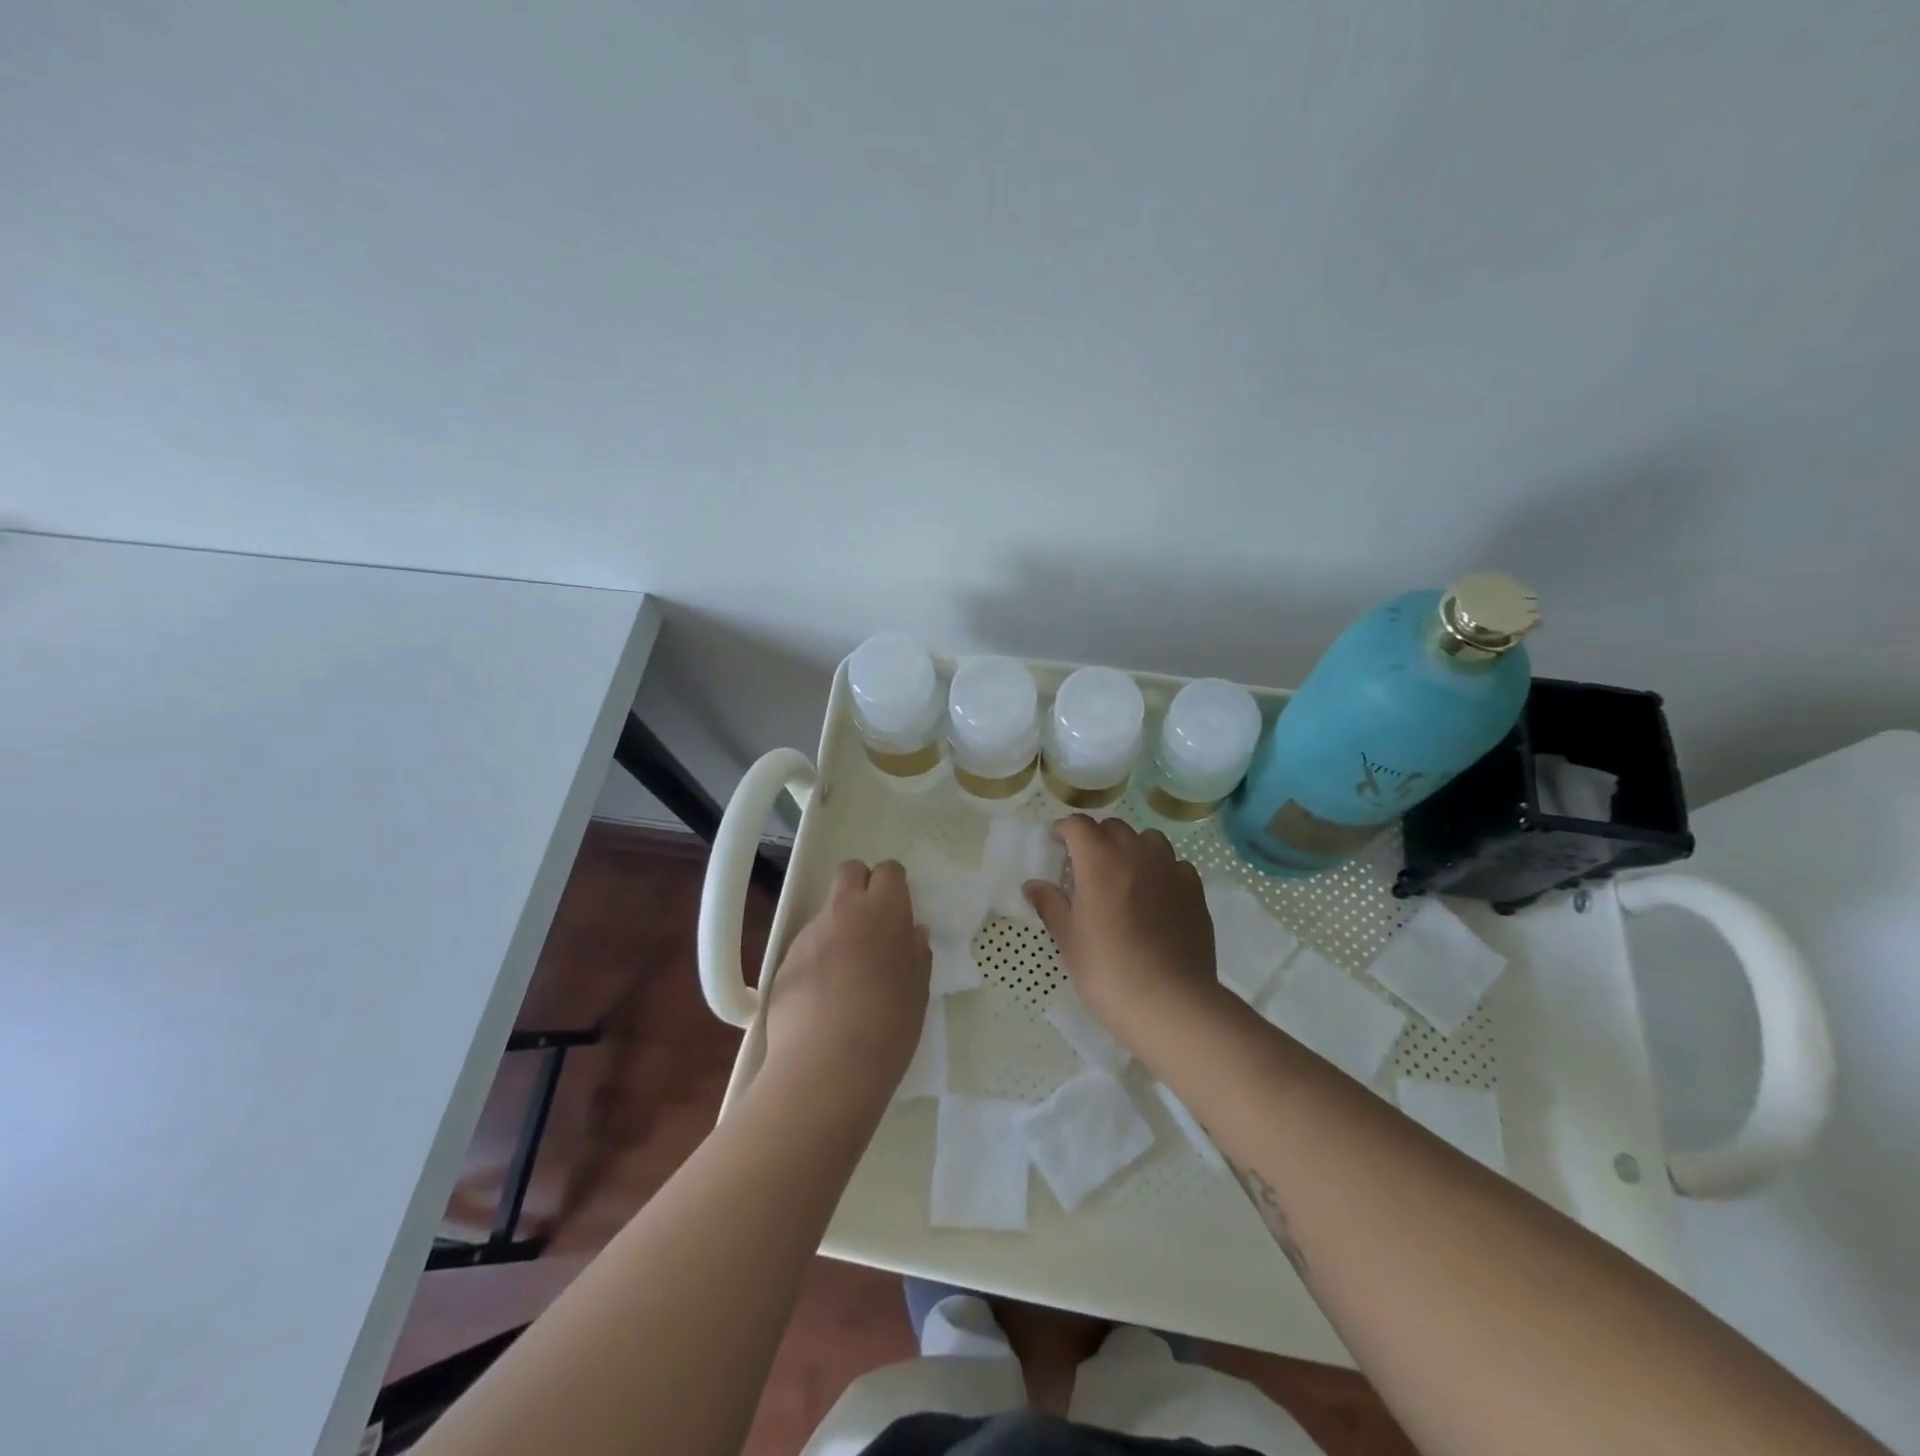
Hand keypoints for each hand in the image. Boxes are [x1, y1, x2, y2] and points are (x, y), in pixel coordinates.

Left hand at [763, 859, 930, 1103]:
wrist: (826, 1068)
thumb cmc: (887, 1028)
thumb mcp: (918, 991)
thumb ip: (916, 953)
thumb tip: (912, 932)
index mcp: (884, 911)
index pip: (889, 871)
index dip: (894, 888)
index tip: (898, 914)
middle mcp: (844, 911)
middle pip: (850, 871)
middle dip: (861, 887)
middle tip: (871, 926)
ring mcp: (810, 934)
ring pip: (827, 911)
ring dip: (838, 926)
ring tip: (846, 972)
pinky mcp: (784, 959)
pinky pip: (807, 944)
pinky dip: (817, 956)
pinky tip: (823, 994)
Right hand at [1023, 816, 1223, 1044]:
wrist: (1170, 1003)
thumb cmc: (1108, 971)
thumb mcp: (1068, 940)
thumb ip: (1050, 905)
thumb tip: (1034, 886)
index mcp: (1100, 861)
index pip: (1078, 825)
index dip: (1064, 830)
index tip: (1056, 844)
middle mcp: (1137, 854)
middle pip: (1114, 828)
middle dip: (1096, 838)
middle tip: (1086, 866)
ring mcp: (1171, 870)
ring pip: (1149, 839)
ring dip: (1132, 848)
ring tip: (1124, 875)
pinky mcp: (1195, 891)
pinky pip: (1176, 865)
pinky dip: (1162, 870)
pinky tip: (1156, 896)